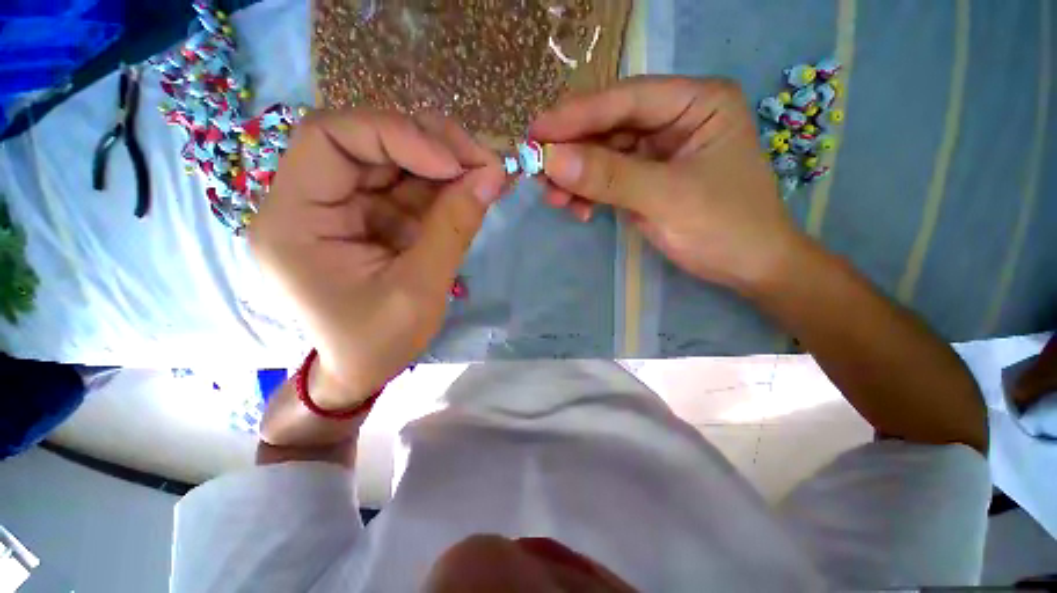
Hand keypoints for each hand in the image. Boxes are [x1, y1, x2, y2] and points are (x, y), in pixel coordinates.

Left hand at [250, 109, 505, 408]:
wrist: (365, 369)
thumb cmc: (379, 342)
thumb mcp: (420, 289)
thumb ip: (454, 228)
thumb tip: (492, 176)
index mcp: (293, 221)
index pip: (330, 139)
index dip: (396, 136)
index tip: (454, 165)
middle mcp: (310, 201)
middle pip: (366, 141)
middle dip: (431, 145)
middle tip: (483, 162)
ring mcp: (343, 207)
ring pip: (394, 160)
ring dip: (445, 163)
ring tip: (487, 175)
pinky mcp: (371, 217)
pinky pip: (409, 187)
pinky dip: (445, 186)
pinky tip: (473, 191)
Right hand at [531, 75, 805, 289]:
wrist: (747, 268)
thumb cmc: (725, 227)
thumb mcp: (667, 199)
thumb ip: (609, 177)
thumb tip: (552, 160)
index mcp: (696, 102)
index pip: (626, 99)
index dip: (577, 115)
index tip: (535, 132)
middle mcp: (675, 118)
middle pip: (610, 126)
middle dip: (572, 151)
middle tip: (537, 171)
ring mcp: (657, 150)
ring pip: (603, 154)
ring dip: (576, 177)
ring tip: (554, 199)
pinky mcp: (645, 178)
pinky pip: (607, 178)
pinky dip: (588, 193)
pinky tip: (577, 209)